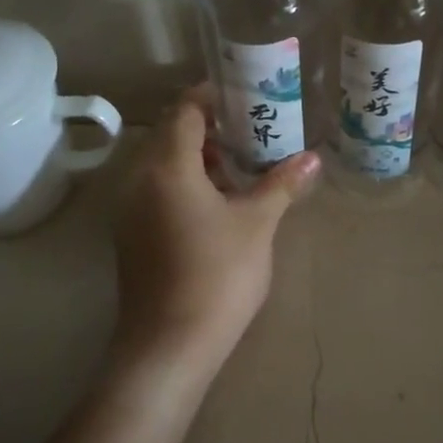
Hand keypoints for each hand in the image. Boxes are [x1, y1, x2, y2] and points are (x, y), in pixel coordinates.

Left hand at [110, 86, 320, 382]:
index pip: (184, 111)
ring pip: (163, 166)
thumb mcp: (257, 224)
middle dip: (210, 128)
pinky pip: (157, 191)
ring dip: (199, 158)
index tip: (245, 97)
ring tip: (241, 166)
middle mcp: (139, 180)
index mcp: (167, 167)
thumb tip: (312, 157)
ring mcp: (130, 210)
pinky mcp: (131, 236)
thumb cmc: (218, 275)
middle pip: (171, 136)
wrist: (170, 345)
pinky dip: (185, 184)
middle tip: (252, 131)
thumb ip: (281, 184)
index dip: (212, 97)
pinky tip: (218, 203)